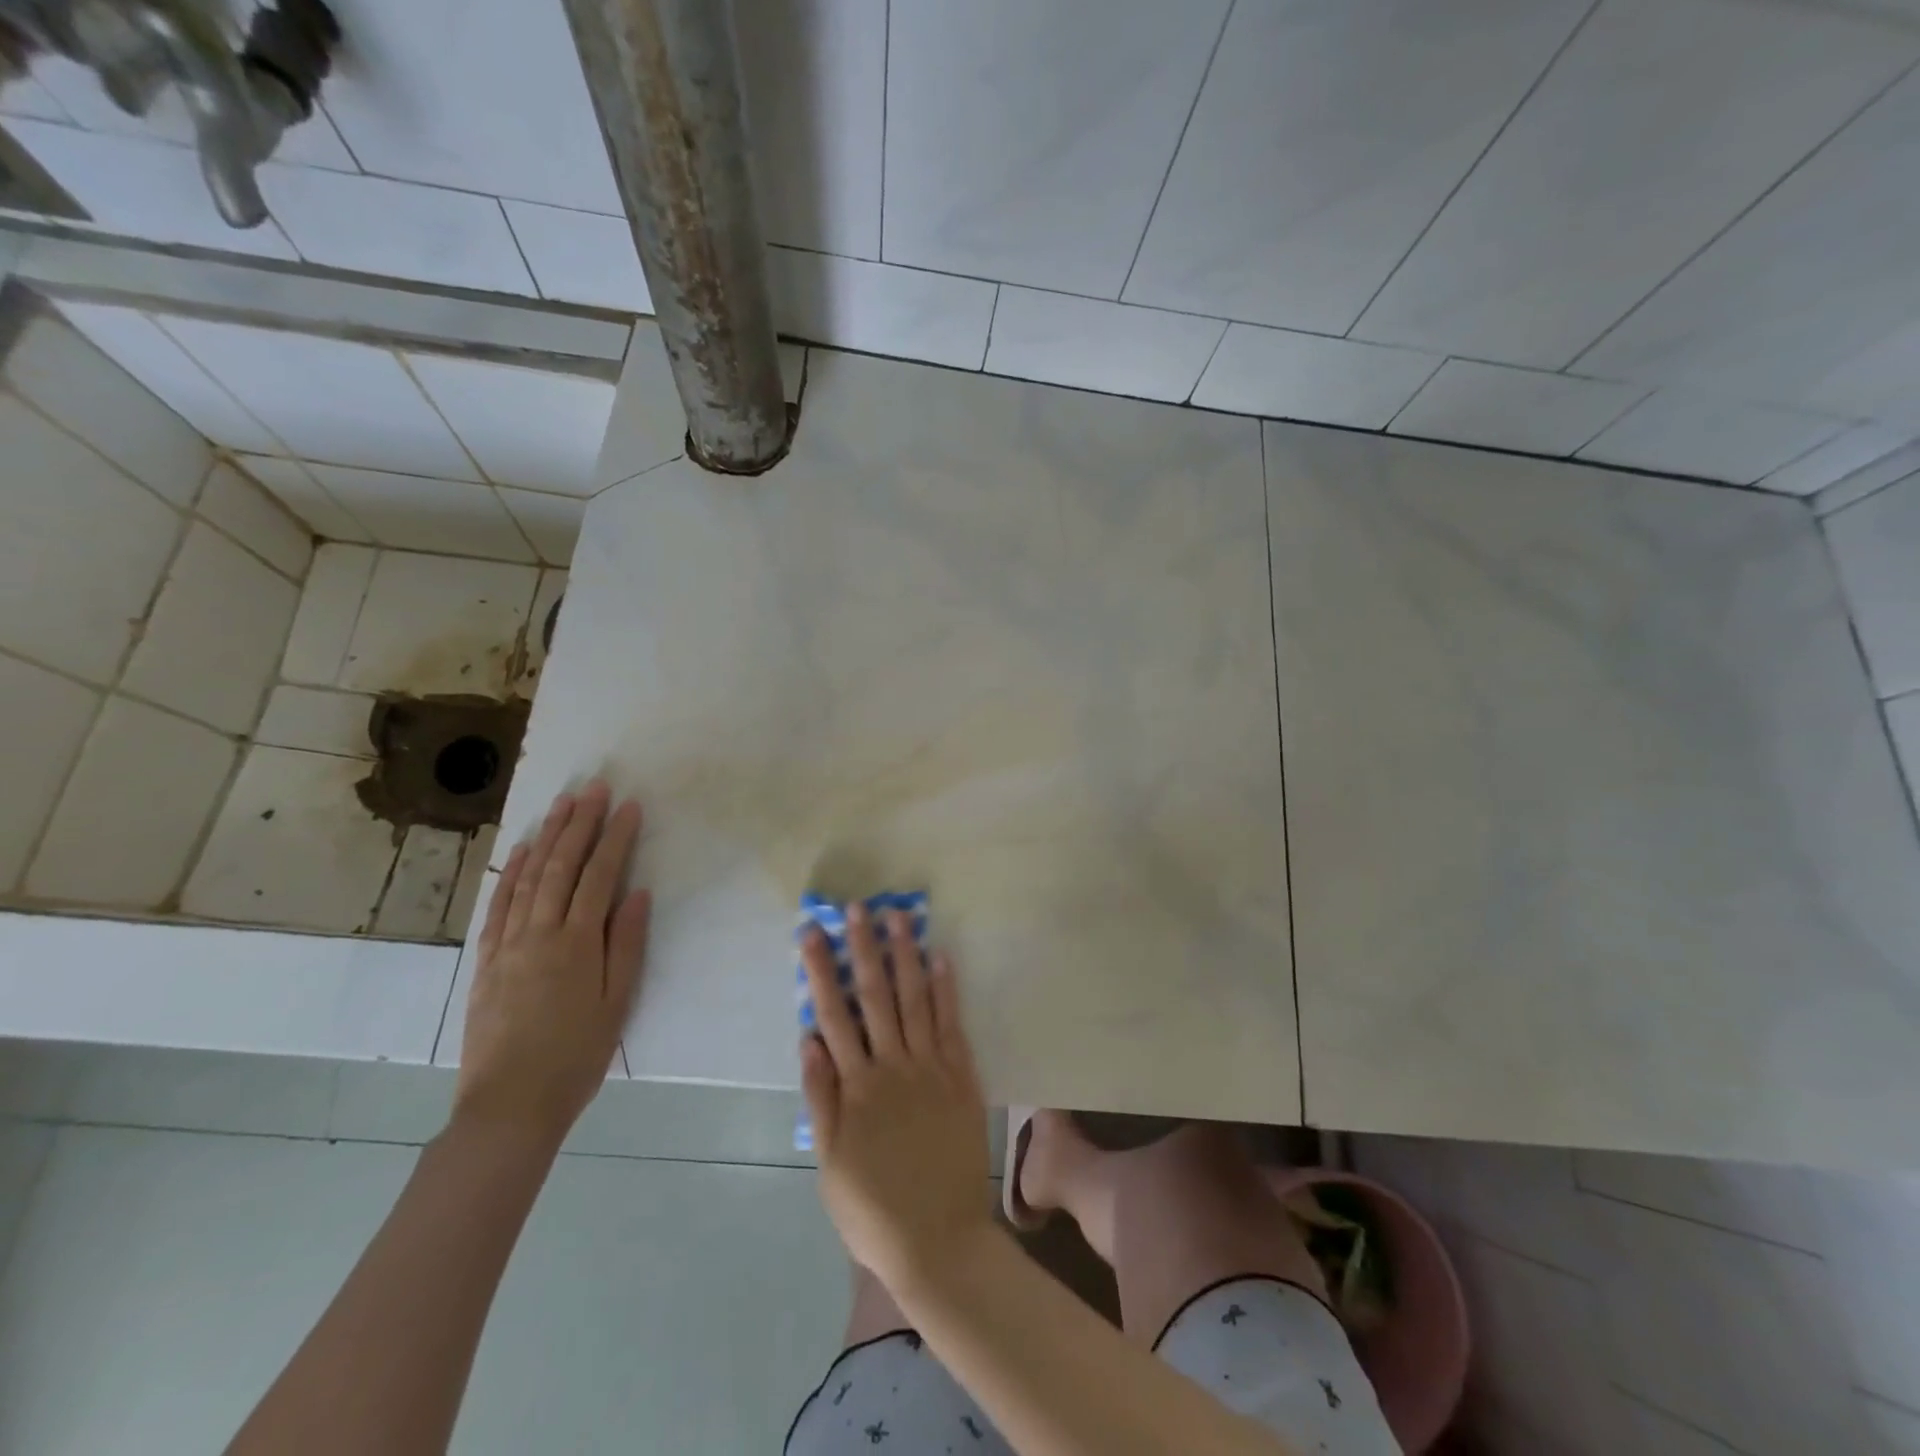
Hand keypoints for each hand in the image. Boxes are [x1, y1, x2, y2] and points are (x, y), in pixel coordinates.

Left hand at [454, 781, 650, 1147]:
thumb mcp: (617, 1003)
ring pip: (527, 878)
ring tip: (562, 805)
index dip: (615, 838)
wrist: (509, 1106)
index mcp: (577, 944)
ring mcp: (508, 945)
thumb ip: (627, 944)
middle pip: (561, 867)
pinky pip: (498, 906)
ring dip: (546, 837)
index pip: (598, 876)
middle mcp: (539, 934)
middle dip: (580, 824)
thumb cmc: (576, 1056)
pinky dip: (510, 874)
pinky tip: (520, 851)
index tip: (629, 806)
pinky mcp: (486, 961)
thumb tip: (637, 894)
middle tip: (594, 789)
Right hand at [800, 904, 992, 1293]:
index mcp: (857, 1086)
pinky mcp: (962, 1077)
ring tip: (899, 917)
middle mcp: (893, 1065)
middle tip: (858, 908)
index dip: (822, 971)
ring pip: (916, 1000)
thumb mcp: (831, 1163)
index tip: (814, 933)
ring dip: (906, 956)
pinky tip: (941, 958)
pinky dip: (947, 990)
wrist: (939, 1240)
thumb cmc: (873, 1208)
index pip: (833, 1015)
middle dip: (864, 949)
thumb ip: (821, 1097)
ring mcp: (931, 1068)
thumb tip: (809, 1039)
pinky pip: (953, 1025)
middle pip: (875, 996)